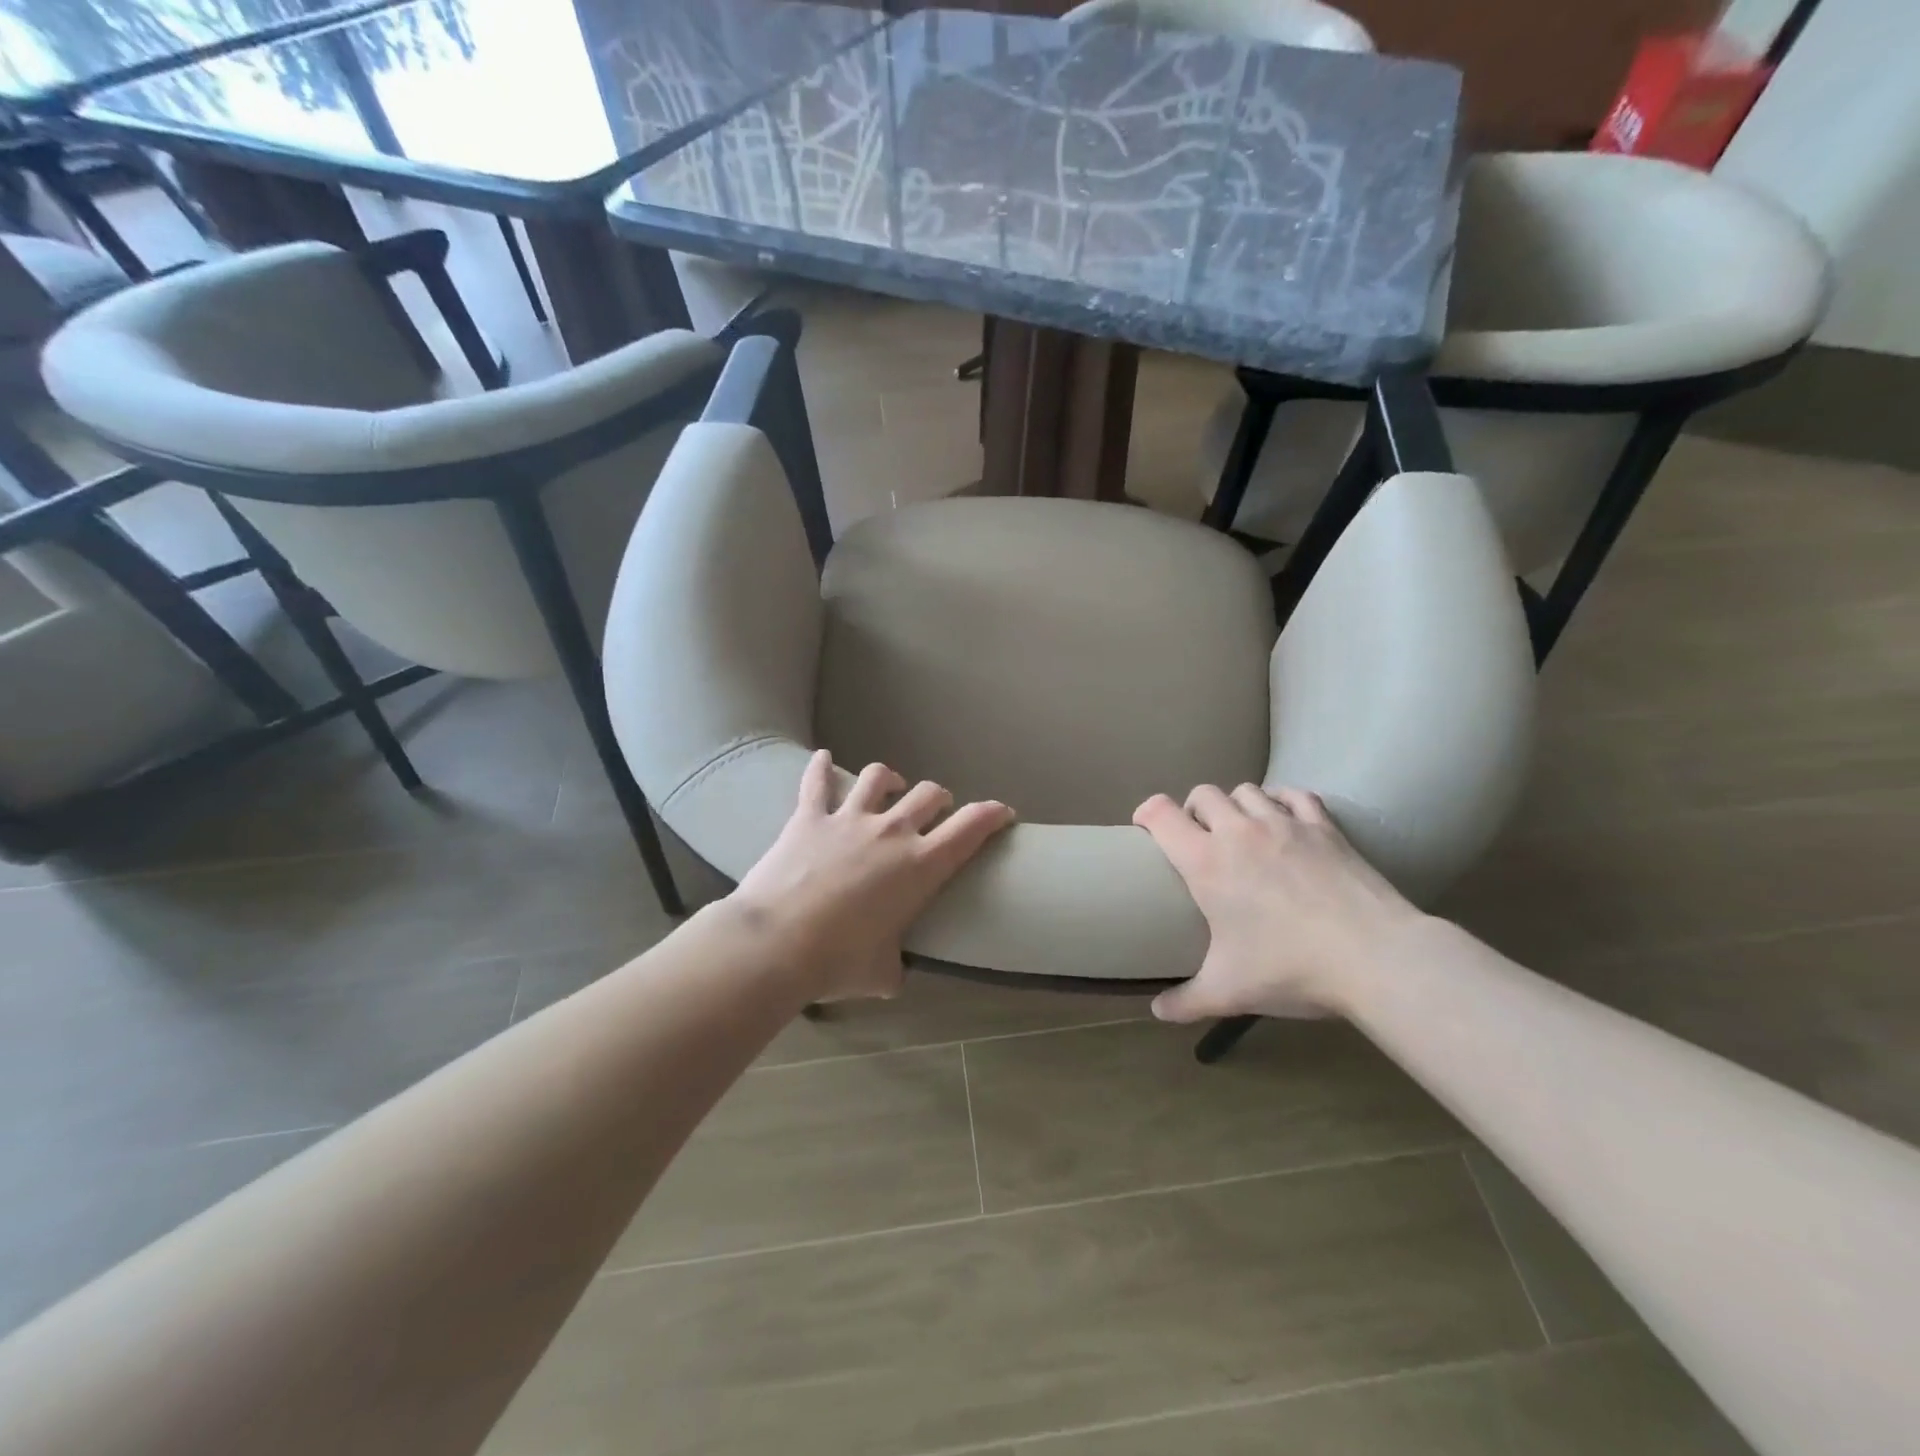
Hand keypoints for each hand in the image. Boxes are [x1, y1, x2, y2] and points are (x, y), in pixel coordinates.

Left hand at [728, 751, 1015, 1002]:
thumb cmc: (837, 961)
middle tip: (936, 811)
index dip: (992, 814)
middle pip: (928, 794)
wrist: (776, 943)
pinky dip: (820, 767)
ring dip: (890, 777)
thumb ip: (896, 966)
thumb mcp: (882, 974)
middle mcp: (892, 832)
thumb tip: (893, 972)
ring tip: (889, 785)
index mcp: (921, 866)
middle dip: (939, 799)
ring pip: (878, 776)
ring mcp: (850, 818)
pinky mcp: (810, 816)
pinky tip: (821, 757)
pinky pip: (817, 781)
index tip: (1002, 812)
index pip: (971, 828)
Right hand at [1134, 784, 1424, 1022]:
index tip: (1144, 828)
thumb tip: (1157, 1012)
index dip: (1146, 813)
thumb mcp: (1229, 990)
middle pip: (1203, 793)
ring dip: (1236, 805)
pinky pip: (1294, 794)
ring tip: (1242, 830)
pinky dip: (1282, 800)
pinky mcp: (1324, 826)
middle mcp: (1239, 831)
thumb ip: (1186, 1001)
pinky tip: (1285, 819)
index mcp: (1206, 862)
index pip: (1160, 813)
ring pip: (1246, 790)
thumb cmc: (1290, 968)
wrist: (1374, 957)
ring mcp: (1284, 823)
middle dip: (1193, 810)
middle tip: (1199, 838)